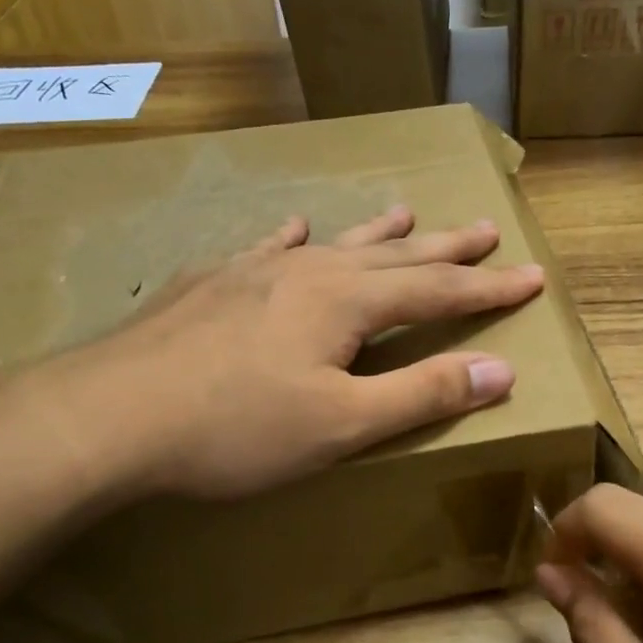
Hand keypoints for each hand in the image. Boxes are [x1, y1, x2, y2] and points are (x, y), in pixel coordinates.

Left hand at [36, 206, 543, 502]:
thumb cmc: (236, 428)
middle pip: (394, 256)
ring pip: (334, 244)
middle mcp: (308, 271)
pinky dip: (293, 238)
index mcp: (347, 302)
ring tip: (408, 214)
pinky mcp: (211, 284)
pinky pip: (267, 249)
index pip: (438, 292)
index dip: (488, 289)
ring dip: (378, 233)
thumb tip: (501, 370)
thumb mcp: (342, 423)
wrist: (110, 414)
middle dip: (446, 250)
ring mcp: (255, 271)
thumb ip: (422, 393)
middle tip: (486, 229)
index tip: (532, 276)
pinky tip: (295, 227)